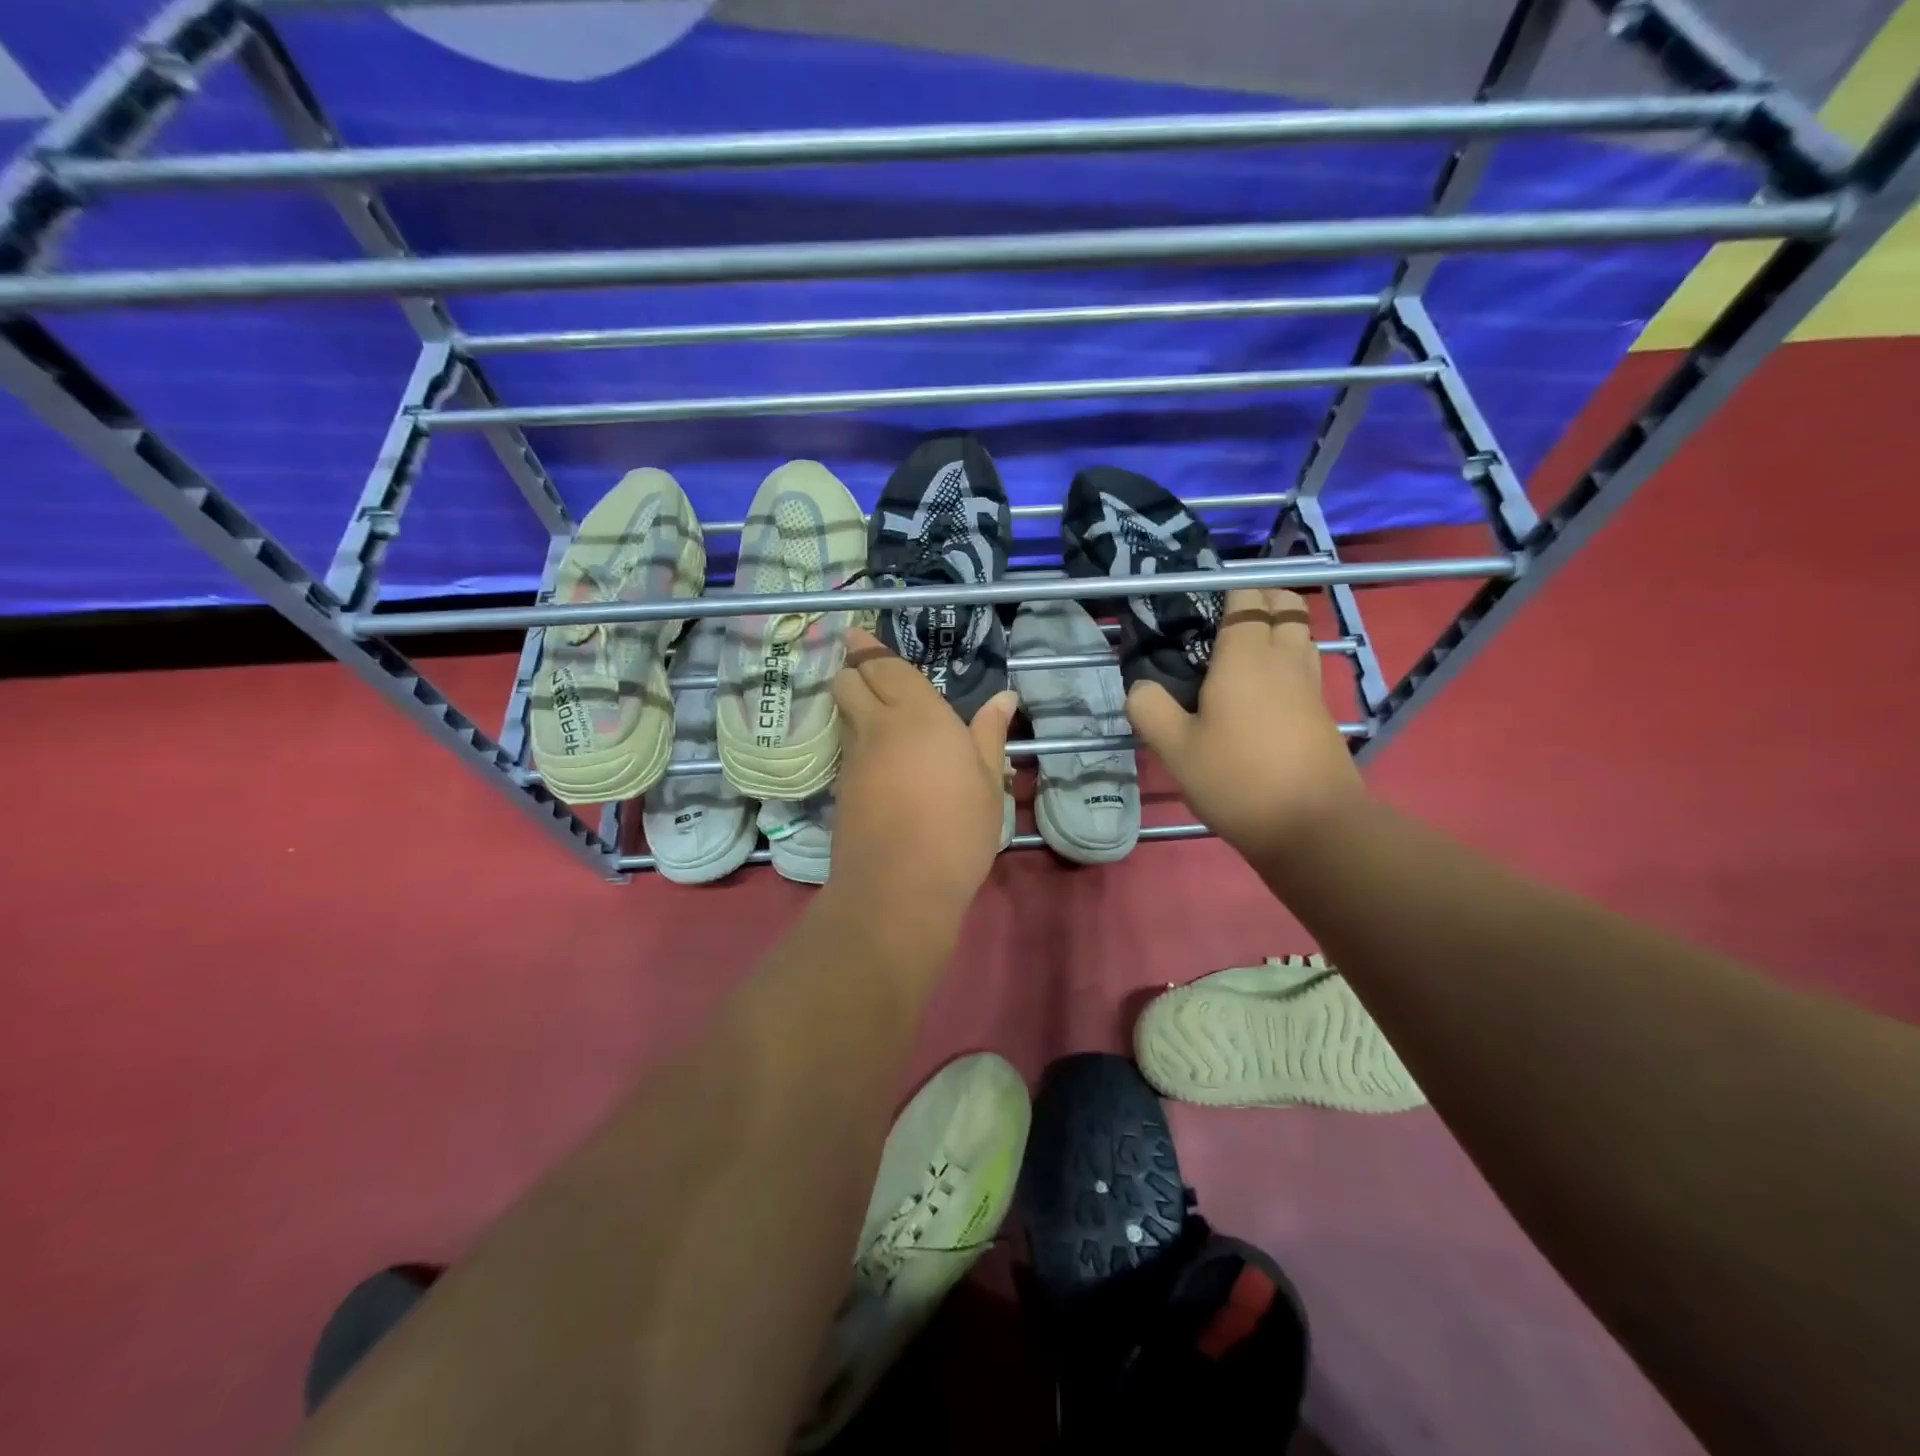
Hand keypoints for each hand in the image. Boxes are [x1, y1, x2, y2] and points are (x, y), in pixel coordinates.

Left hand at [828, 628, 1016, 918]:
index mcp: (917, 714)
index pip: (882, 666)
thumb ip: (990, 734)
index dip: (868, 647)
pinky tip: (882, 759)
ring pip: (843, 714)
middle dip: (853, 668)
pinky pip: (847, 747)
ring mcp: (853, 759)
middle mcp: (877, 726)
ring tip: (882, 714)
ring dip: (854, 704)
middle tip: (871, 671)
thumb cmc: (957, 828)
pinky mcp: (841, 789)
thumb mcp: (988, 781)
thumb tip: (1005, 697)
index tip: (861, 633)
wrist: (898, 888)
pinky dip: (857, 740)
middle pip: (846, 681)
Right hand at [1127, 587, 1366, 861]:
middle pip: (1285, 604)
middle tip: (1224, 625)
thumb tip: (1140, 687)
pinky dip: (1287, 662)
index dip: (1226, 593)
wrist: (1312, 826)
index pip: (1246, 598)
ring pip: (1301, 634)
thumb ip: (1150, 709)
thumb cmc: (1236, 780)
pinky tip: (1260, 693)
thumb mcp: (1175, 749)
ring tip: (1241, 655)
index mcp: (1245, 656)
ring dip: (1277, 629)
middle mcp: (1284, 658)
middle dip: (1259, 600)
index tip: (1200, 610)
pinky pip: (1306, 667)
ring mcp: (1310, 685)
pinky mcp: (1322, 712)